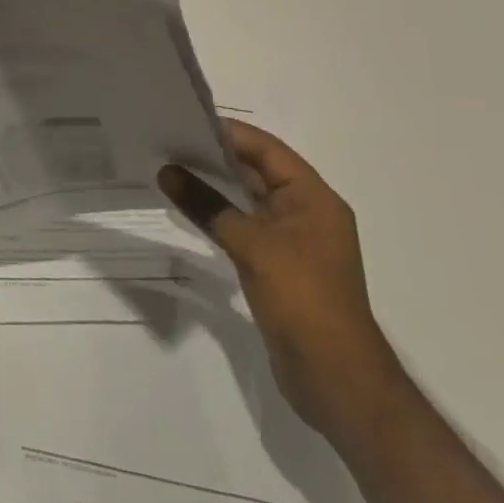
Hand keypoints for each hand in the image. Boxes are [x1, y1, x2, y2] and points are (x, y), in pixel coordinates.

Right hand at [158, 118, 408, 440]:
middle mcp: (307, 213)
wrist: (337, 381)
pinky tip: (189, 210)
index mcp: (314, 199)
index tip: (186, 121)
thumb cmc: (303, 300)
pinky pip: (245, 227)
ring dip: (214, 186)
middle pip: (258, 172)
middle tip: (169, 143)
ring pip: (248, 200)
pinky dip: (219, 215)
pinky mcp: (279, 267)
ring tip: (171, 170)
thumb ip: (208, 205)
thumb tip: (167, 172)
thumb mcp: (252, 246)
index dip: (230, 133)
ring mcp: (293, 242)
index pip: (268, 150)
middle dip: (216, 157)